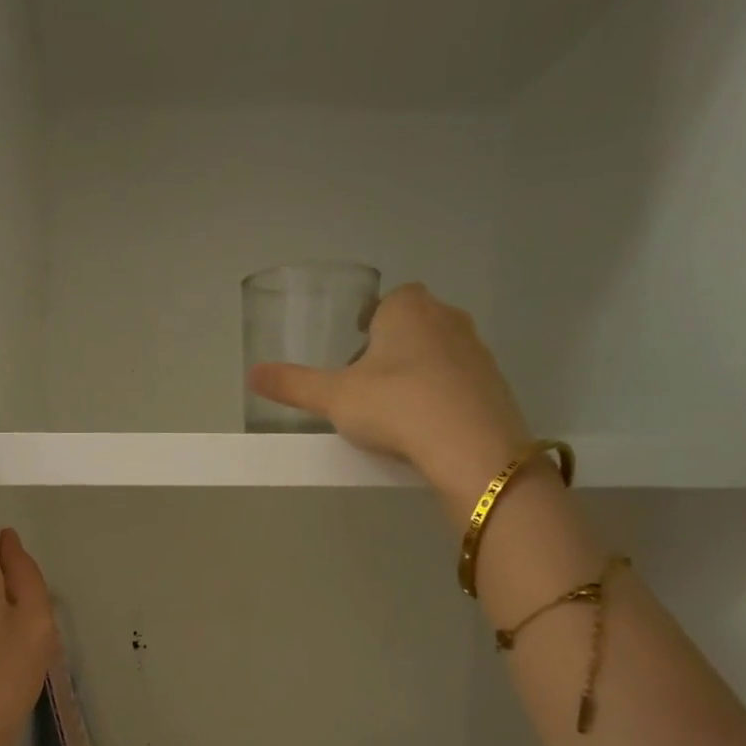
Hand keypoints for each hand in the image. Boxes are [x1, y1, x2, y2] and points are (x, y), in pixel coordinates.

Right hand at [248, 283, 532, 508]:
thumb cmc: (394, 405)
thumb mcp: (333, 398)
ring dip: (419, 372)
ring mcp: (477, 351)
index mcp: (407, 309)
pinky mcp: (495, 384)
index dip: (370, 323)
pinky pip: (460, 382)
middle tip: (368, 385)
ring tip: (395, 410)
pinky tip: (425, 426)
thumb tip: (251, 373)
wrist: (468, 444)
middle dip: (393, 347)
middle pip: (415, 324)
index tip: (355, 353)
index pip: (389, 300)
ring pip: (439, 352)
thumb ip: (293, 385)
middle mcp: (447, 318)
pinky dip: (442, 396)